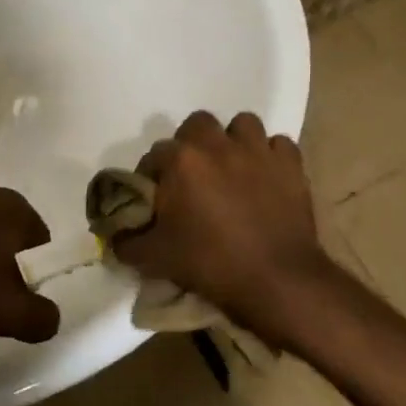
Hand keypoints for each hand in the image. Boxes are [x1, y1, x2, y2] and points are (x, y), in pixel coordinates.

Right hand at [115, 112, 331, 345]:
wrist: (277, 281)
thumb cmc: (211, 264)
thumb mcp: (156, 258)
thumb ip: (128, 242)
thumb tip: (115, 236)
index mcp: (182, 160)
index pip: (155, 154)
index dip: (152, 175)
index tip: (156, 198)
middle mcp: (218, 144)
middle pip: (198, 124)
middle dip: (193, 144)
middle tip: (194, 176)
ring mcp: (258, 150)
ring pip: (243, 124)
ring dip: (234, 141)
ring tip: (233, 168)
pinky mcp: (291, 164)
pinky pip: (278, 145)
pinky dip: (271, 156)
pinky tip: (267, 177)